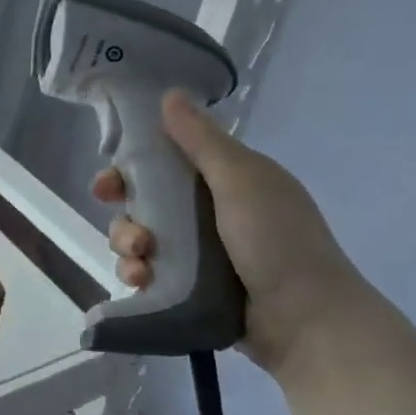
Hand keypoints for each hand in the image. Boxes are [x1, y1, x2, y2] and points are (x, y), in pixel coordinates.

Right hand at [92, 90, 371, 374]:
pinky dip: (139, 275)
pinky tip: (141, 282)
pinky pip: (149, 274)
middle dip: (127, 215)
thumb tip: (169, 95)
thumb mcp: (241, 181)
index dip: (133, 169)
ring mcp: (200, 254)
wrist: (305, 319)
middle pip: (146, 204)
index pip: (167, 163)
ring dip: (130, 246)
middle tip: (128, 229)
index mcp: (226, 180)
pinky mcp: (189, 288)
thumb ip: (201, 141)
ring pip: (142, 240)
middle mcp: (210, 213)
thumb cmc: (277, 241)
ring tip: (140, 261)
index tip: (110, 182)